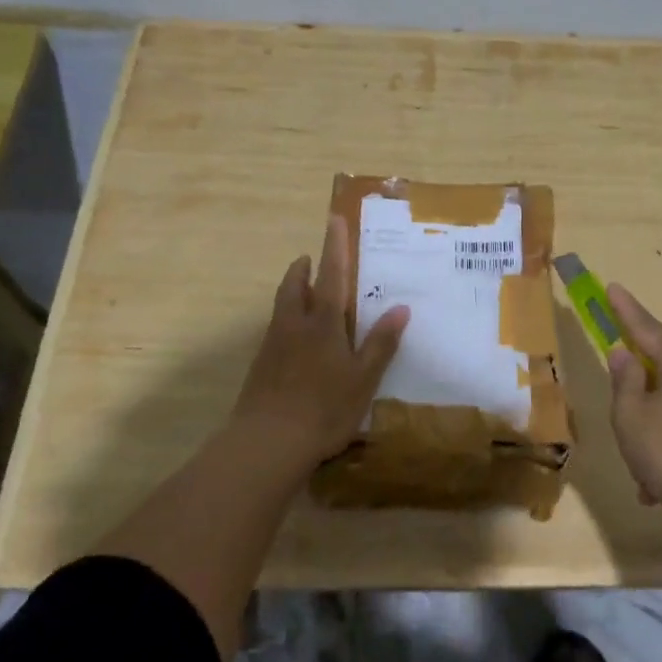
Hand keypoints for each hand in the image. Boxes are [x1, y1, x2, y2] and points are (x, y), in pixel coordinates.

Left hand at [232, 215, 409, 468]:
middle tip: (310, 258)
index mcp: (323, 323)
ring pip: (281, 305)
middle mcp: (295, 325)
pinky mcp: (261, 365)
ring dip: (292, 289)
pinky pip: (275, 328)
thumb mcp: (363, 379)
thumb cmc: (324, 409)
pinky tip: (295, 337)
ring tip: (303, 289)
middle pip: (295, 285)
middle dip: (304, 268)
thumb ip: (380, 343)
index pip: (331, 275)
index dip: (334, 246)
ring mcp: (273, 344)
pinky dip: (286, 318)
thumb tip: (401, 307)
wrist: (268, 442)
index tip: (334, 218)